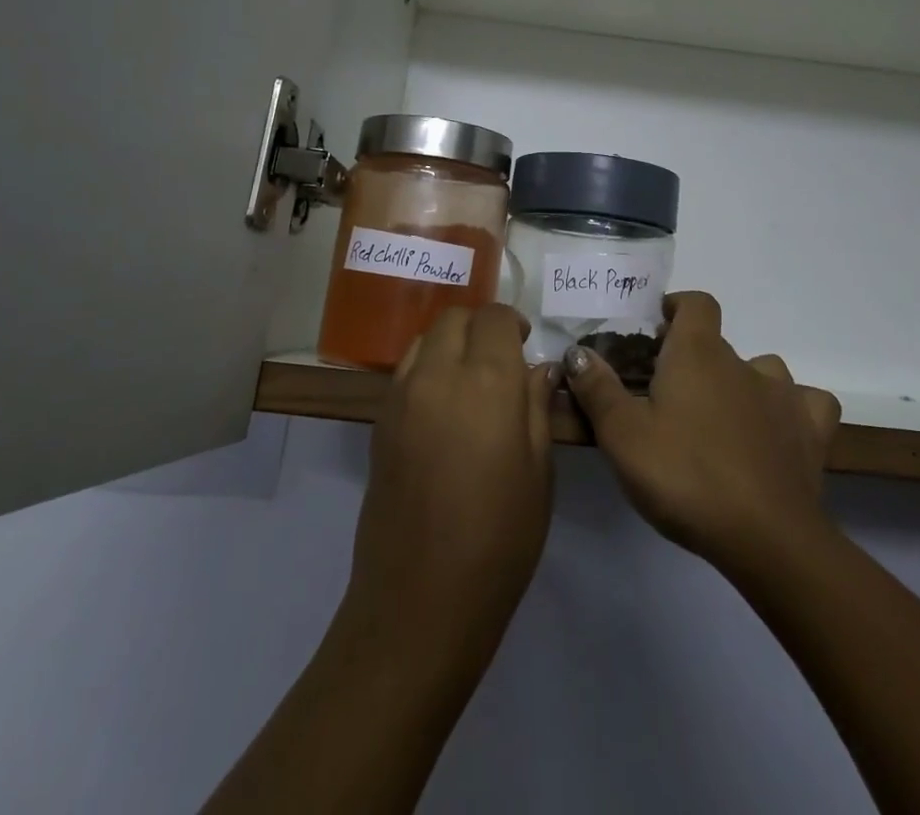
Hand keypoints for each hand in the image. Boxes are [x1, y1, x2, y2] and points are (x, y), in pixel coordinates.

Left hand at [346, 303, 557, 651]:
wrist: (419, 602)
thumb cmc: (498, 539)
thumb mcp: (538, 471)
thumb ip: (536, 407)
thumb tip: (539, 369)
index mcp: (486, 382)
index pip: (494, 318)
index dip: (513, 323)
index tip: (526, 345)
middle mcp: (437, 374)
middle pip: (454, 318)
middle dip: (480, 325)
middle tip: (502, 358)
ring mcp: (401, 396)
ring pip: (425, 338)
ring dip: (451, 343)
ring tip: (471, 380)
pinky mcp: (380, 422)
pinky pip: (406, 370)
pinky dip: (427, 367)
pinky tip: (444, 407)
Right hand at [563, 292, 840, 578]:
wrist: (765, 537)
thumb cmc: (684, 476)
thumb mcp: (623, 436)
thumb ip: (598, 389)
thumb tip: (578, 352)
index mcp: (698, 353)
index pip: (696, 303)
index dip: (677, 308)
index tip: (657, 330)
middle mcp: (744, 362)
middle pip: (718, 344)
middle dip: (695, 361)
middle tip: (670, 398)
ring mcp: (784, 395)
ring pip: (763, 371)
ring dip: (742, 385)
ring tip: (720, 420)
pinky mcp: (811, 431)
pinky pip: (806, 405)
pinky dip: (791, 412)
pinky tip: (776, 433)